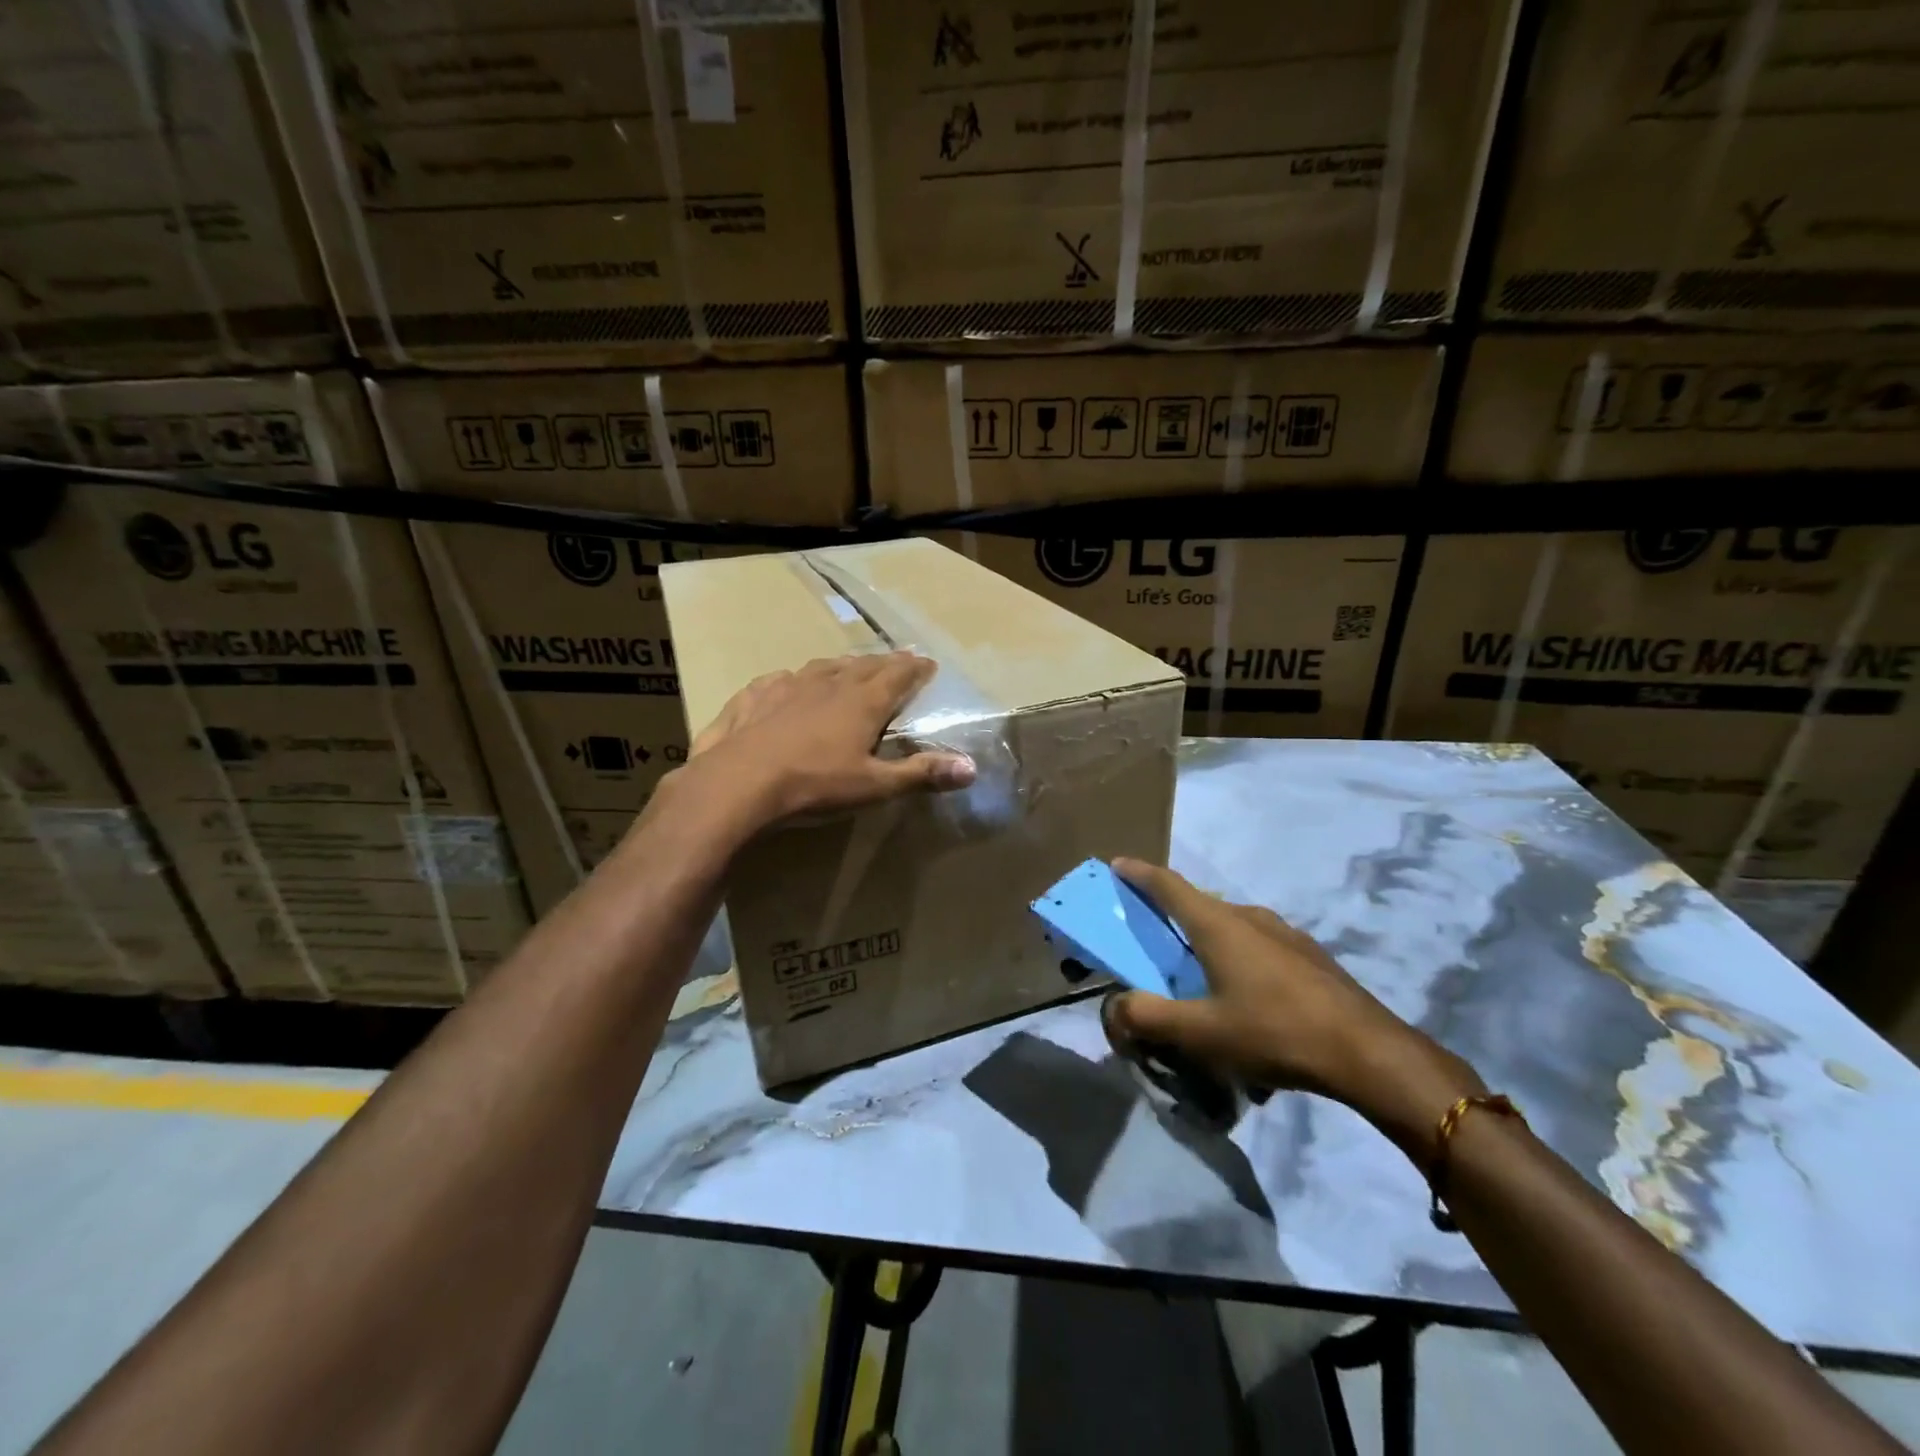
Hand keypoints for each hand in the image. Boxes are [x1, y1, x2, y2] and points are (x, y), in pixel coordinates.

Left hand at [687, 652, 975, 824]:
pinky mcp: (753, 696)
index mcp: (862, 702)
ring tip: (848, 668)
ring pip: (822, 667)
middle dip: (884, 663)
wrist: (738, 783)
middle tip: (897, 661)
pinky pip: (779, 680)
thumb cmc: (814, 784)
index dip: (915, 669)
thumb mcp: (874, 785)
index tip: (928, 663)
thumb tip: (971, 768)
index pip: (898, 675)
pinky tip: (788, 684)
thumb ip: (921, 774)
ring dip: (841, 666)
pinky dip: (793, 680)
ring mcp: (787, 686)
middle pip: (863, 666)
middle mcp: (828, 684)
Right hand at [1105, 859, 1483, 1159]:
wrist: (1369, 1053)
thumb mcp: (1200, 1032)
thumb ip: (1148, 1017)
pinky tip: (1244, 997)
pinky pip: (1257, 944)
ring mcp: (1285, 933)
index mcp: (1218, 924)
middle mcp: (1249, 916)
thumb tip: (1113, 1006)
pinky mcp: (1309, 956)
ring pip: (1231, 925)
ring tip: (1197, 974)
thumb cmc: (1274, 1032)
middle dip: (1170, 913)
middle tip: (1151, 937)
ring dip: (1205, 939)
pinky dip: (1236, 956)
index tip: (1118, 865)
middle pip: (1198, 904)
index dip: (1139, 873)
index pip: (1168, 885)